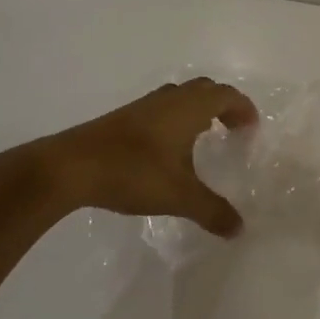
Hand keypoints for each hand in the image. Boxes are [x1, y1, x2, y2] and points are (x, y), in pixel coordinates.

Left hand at [26, 78, 259, 235]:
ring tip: (204, 135)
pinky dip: (176, 118)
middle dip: (223, 105)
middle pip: (205, 89)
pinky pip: (161, 108)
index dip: (243, 108)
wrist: (68, 168)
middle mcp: (169, 99)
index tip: (251, 128)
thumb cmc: (133, 173)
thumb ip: (212, 211)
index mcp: (189, 108)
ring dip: (198, 109)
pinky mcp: (122, 118)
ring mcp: (143, 106)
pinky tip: (168, 147)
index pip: (226, 95)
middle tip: (233, 128)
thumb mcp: (179, 196)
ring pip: (180, 96)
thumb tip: (240, 229)